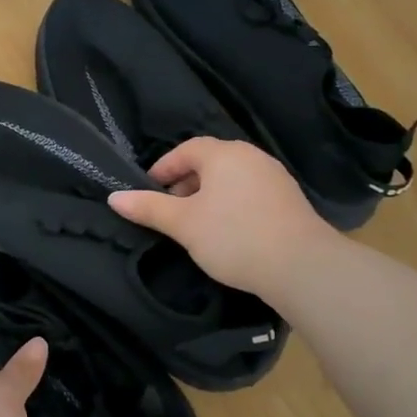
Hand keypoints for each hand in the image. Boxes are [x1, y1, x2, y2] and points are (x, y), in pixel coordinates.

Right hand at [108, 137, 334, 299]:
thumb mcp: (183, 224)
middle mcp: (251, 157)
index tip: (148, 191)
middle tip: (169, 210)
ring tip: (195, 224)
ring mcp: (274, 177)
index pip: (187, 149)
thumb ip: (148, 208)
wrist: (301, 266)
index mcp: (224, 154)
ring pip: (230, 179)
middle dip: (185, 183)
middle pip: (210, 162)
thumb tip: (115, 198)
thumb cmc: (233, 237)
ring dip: (208, 196)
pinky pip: (249, 193)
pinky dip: (231, 204)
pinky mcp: (289, 200)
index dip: (164, 168)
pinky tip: (226, 231)